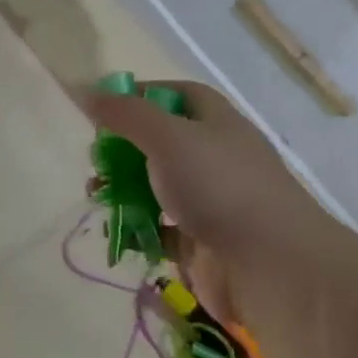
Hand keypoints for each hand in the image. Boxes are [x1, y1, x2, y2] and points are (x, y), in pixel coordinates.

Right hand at [85, 79, 357, 317]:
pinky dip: (138, 229)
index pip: (178, 94)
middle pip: (162, 143)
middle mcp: (216, 157)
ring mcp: (211, 201)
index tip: (105, 108)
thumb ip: (125, 114)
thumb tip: (86, 91)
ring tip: (96, 197)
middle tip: (96, 161)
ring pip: (158, 187)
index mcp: (217, 122)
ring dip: (124, 190)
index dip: (142, 95)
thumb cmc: (219, 187)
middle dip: (123, 150)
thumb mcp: (168, 137)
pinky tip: (117, 232)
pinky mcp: (202, 241)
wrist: (271, 266)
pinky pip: (161, 229)